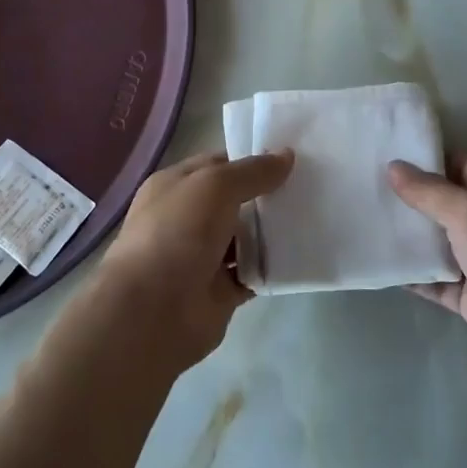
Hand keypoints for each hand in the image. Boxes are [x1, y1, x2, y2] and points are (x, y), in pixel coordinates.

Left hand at [98, 150, 292, 370]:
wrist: (153, 311)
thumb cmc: (177, 232)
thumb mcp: (216, 185)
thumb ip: (252, 171)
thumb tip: (286, 156)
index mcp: (175, 186)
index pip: (219, 164)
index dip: (251, 160)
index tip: (290, 158)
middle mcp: (187, 218)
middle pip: (236, 200)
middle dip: (267, 194)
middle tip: (310, 186)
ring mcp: (203, 256)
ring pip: (247, 237)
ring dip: (272, 231)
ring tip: (313, 217)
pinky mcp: (220, 291)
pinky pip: (253, 272)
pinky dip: (272, 267)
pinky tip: (300, 255)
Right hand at [389, 154, 466, 396]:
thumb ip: (429, 191)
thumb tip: (394, 167)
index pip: (462, 165)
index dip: (427, 160)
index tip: (387, 155)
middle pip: (448, 204)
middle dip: (412, 198)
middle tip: (368, 187)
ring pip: (440, 242)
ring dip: (410, 236)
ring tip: (367, 220)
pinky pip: (436, 279)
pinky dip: (413, 274)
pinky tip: (382, 264)